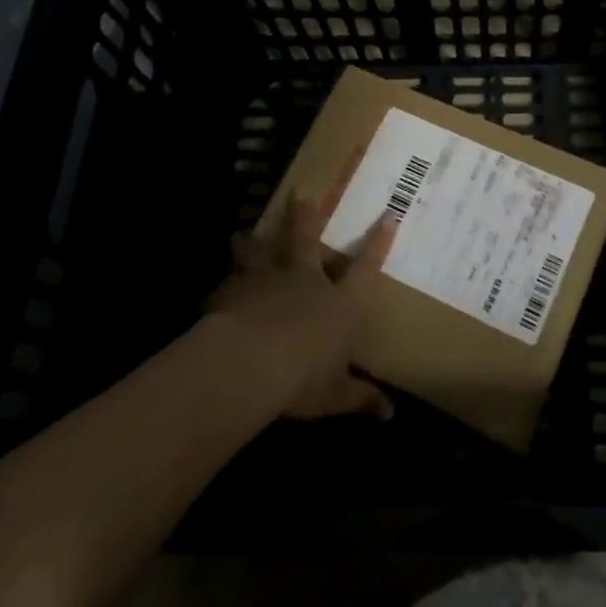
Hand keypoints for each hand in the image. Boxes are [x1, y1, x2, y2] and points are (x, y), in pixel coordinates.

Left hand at [206, 188, 396, 420]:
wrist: (250, 362)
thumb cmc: (303, 376)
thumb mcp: (336, 395)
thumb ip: (360, 398)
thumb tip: (390, 415)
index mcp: (340, 303)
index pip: (366, 268)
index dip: (378, 242)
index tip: (388, 215)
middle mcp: (306, 281)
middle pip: (306, 241)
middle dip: (305, 216)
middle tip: (299, 192)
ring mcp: (268, 281)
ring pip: (261, 252)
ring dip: (253, 242)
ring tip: (242, 232)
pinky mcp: (234, 291)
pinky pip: (229, 282)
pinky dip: (224, 283)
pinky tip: (215, 285)